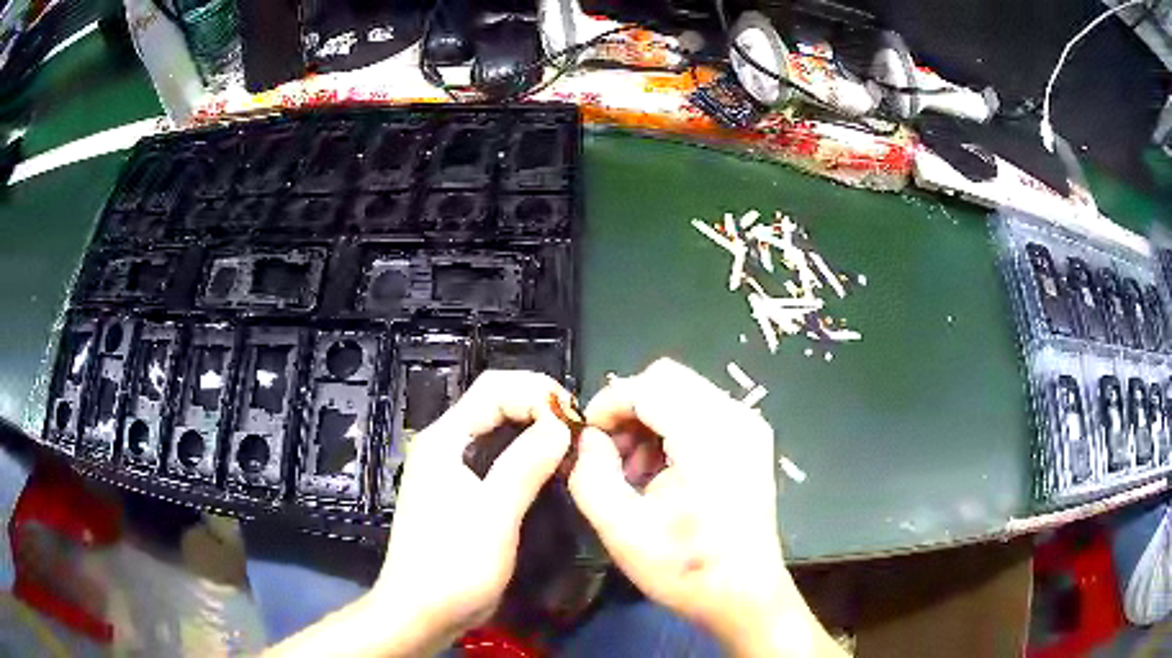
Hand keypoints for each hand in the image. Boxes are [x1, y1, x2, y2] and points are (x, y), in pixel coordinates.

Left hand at [369, 370, 572, 654]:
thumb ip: (525, 465)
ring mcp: (451, 469)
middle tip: (580, 431)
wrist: (421, 612)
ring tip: (572, 445)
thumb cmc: (453, 565)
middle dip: (539, 407)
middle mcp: (445, 445)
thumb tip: (562, 425)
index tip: (576, 419)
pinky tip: (550, 468)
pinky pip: (497, 456)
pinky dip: (526, 453)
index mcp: (444, 440)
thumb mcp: (493, 516)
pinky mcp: (461, 491)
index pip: (494, 389)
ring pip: (498, 429)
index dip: (537, 393)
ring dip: (535, 429)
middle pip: (495, 403)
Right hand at [569, 358, 838, 656]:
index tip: (586, 436)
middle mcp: (736, 418)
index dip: (608, 403)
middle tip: (608, 453)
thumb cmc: (685, 568)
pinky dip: (671, 428)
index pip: (647, 386)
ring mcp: (749, 427)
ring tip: (632, 470)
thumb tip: (588, 440)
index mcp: (708, 437)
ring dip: (648, 419)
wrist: (744, 595)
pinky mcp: (751, 440)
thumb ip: (592, 475)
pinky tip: (661, 471)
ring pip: (683, 392)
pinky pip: (701, 410)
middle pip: (667, 379)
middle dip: (628, 408)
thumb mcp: (621, 529)